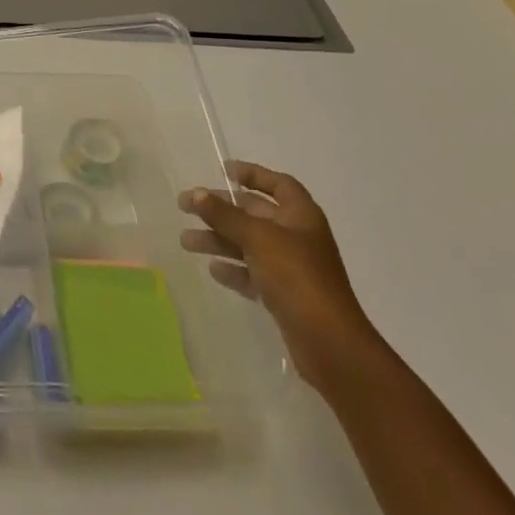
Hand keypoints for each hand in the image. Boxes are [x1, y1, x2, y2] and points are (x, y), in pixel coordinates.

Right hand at [179, 162, 381, 390]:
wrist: (329, 343)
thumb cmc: (297, 277)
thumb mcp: (257, 238)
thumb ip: (225, 215)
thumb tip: (196, 193)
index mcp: (300, 216)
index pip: (277, 184)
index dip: (253, 174)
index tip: (223, 170)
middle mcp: (297, 237)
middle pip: (255, 213)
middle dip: (221, 208)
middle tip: (185, 206)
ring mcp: (291, 268)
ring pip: (248, 244)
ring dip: (219, 239)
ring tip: (185, 241)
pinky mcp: (284, 295)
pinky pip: (252, 273)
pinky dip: (233, 269)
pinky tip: (212, 269)